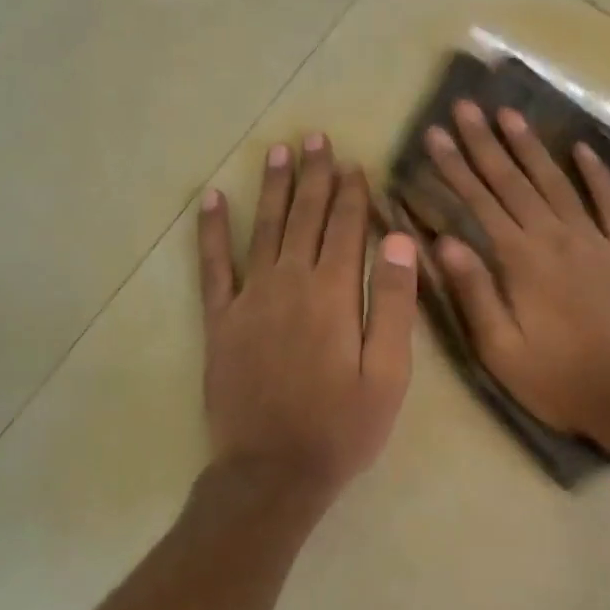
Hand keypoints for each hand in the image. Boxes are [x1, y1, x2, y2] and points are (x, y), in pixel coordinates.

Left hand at [198, 134, 418, 502]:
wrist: (273, 472)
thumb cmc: (342, 427)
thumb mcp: (388, 374)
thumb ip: (392, 303)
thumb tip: (398, 240)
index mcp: (333, 294)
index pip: (346, 228)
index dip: (352, 193)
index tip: (354, 163)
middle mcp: (289, 283)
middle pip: (305, 217)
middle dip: (314, 176)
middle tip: (315, 138)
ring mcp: (249, 299)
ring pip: (264, 229)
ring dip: (273, 188)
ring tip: (278, 151)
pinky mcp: (220, 321)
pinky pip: (212, 266)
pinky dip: (212, 231)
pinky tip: (212, 200)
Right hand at [424, 100, 609, 441]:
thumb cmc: (561, 379)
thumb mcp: (502, 350)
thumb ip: (474, 293)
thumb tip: (442, 242)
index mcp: (520, 260)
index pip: (479, 202)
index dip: (454, 167)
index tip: (436, 134)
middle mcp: (556, 237)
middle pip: (513, 181)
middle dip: (485, 143)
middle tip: (466, 106)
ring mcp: (597, 239)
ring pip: (557, 182)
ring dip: (531, 147)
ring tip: (509, 115)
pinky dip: (598, 174)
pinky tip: (583, 150)